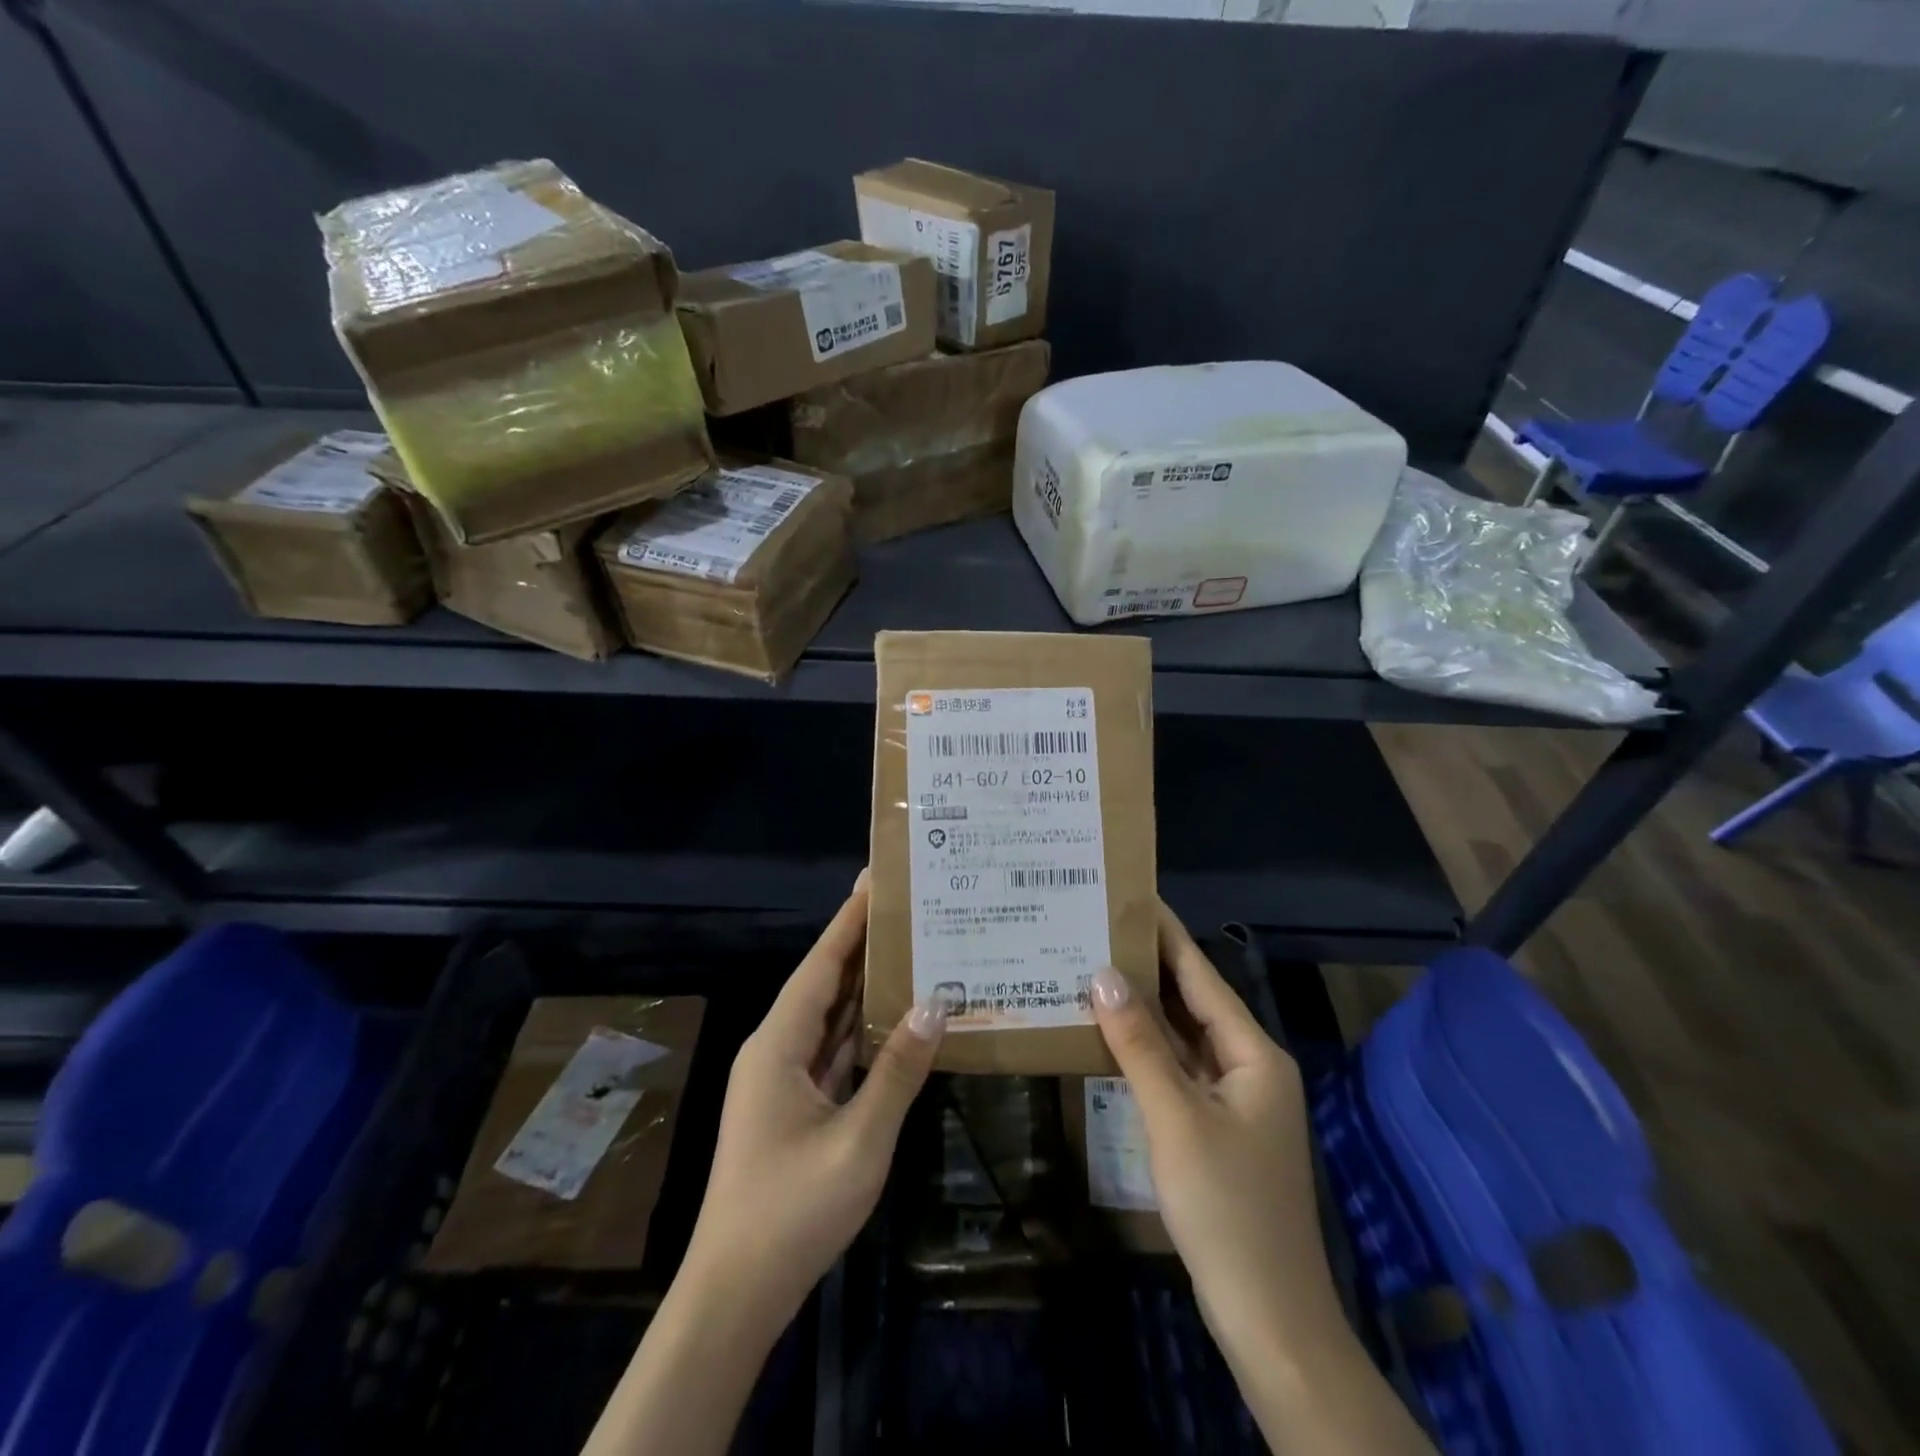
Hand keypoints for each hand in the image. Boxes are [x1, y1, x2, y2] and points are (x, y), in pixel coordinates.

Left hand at [680, 872, 946, 1336]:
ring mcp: (784, 1081)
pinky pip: (834, 1052)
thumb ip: (897, 1073)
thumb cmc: (792, 1212)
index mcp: (779, 1045)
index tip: (875, 880)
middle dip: (861, 944)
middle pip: (825, 983)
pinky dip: (864, 1031)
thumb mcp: (858, 1141)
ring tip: (908, 948)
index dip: (848, 921)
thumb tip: (934, 1006)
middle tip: (905, 906)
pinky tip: (896, 1017)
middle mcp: (777, 1050)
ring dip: (865, 986)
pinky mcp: (796, 1107)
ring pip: (831, 1018)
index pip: (821, 965)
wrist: (735, 1295)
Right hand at [1088, 902, 1339, 1354]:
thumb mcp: (1176, 1118)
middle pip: (1192, 1002)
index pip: (1201, 976)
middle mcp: (1247, 1066)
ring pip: (1182, 1038)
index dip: (1166, 935)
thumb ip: (1139, 1043)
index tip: (1131, 896)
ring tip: (1092, 968)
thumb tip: (1103, 974)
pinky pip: (1176, 1071)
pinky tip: (1108, 1035)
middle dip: (1146, 967)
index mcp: (1253, 1053)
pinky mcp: (1214, 1129)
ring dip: (1142, 1009)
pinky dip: (1145, 1050)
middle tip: (1096, 929)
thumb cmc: (1227, 1208)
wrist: (1268, 1319)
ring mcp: (1232, 1101)